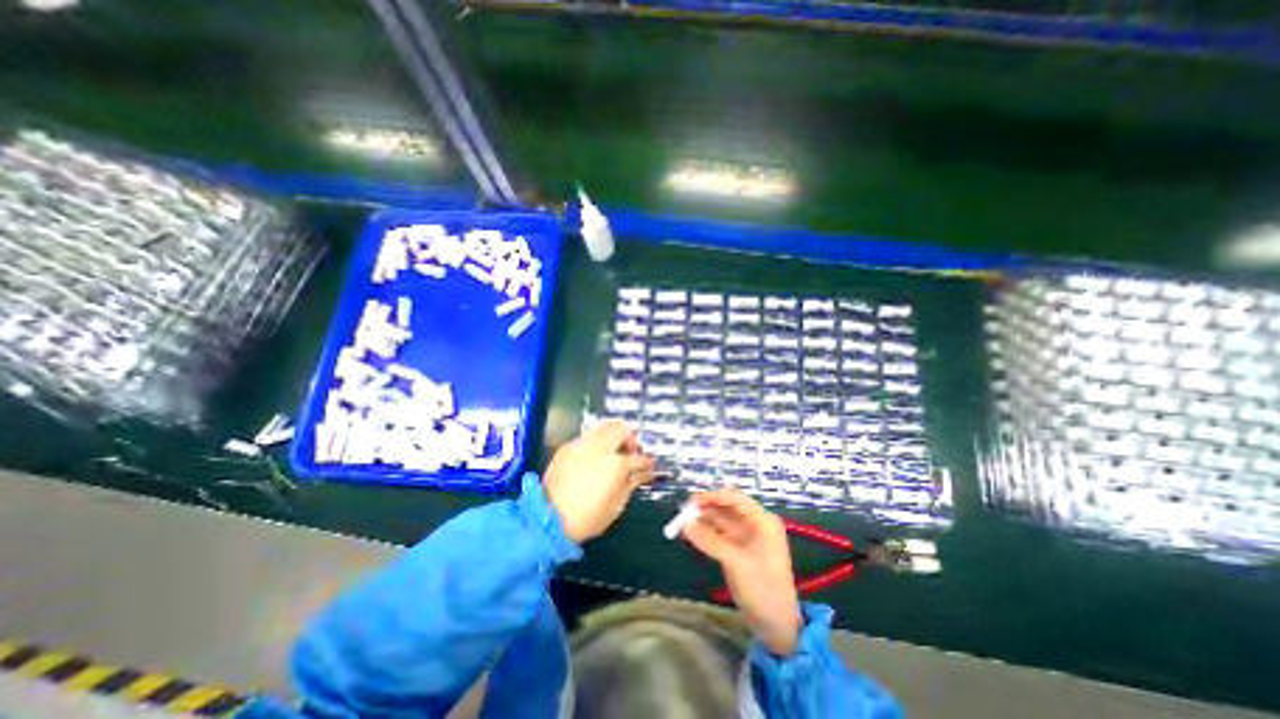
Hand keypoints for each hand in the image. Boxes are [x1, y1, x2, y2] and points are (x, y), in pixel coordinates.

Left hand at [545, 419, 654, 541]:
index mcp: (615, 463)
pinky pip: (588, 436)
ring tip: (614, 451)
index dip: (647, 462)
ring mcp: (582, 444)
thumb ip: (633, 482)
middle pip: (622, 428)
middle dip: (631, 438)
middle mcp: (600, 447)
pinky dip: (597, 441)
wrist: (549, 519)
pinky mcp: (567, 447)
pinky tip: (596, 457)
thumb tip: (645, 472)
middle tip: (631, 452)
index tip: (649, 466)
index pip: (638, 457)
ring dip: (614, 435)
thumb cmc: (588, 517)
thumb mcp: (617, 503)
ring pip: (604, 426)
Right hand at [681, 493, 797, 654]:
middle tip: (683, 512)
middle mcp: (755, 525)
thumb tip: (685, 525)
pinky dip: (705, 534)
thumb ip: (710, 541)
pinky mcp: (738, 551)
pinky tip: (691, 535)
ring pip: (721, 521)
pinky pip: (719, 535)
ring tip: (682, 523)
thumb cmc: (763, 589)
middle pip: (727, 508)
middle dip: (705, 508)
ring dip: (703, 521)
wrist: (777, 627)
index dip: (713, 497)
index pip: (735, 499)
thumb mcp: (736, 562)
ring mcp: (747, 539)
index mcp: (762, 521)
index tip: (692, 501)